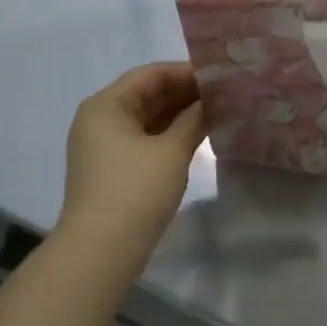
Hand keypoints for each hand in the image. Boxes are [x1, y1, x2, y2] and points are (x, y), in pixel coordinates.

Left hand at [57, 62, 205, 276]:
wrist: (100, 253)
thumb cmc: (135, 192)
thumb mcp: (171, 151)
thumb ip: (194, 119)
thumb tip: (212, 101)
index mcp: (106, 105)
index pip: (151, 74)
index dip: (187, 72)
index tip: (222, 75)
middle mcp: (100, 119)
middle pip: (148, 94)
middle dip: (186, 93)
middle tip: (226, 93)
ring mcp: (104, 146)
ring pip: (148, 118)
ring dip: (181, 114)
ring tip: (220, 111)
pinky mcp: (113, 169)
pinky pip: (145, 139)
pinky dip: (171, 135)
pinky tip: (200, 135)